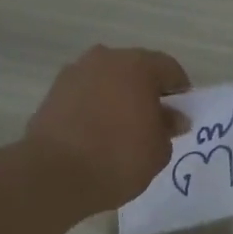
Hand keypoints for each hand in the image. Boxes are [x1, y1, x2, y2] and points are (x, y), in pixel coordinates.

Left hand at [25, 45, 190, 211]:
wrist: (55, 174)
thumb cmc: (118, 159)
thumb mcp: (158, 151)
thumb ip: (168, 128)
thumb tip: (172, 117)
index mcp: (137, 66)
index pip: (169, 69)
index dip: (180, 92)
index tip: (180, 117)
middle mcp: (104, 59)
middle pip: (135, 70)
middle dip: (146, 92)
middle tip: (152, 123)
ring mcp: (74, 73)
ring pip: (107, 81)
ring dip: (118, 98)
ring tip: (122, 130)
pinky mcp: (52, 93)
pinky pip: (85, 96)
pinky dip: (95, 108)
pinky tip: (97, 134)